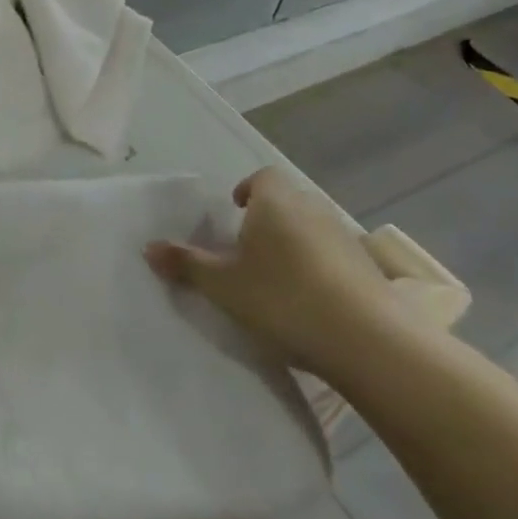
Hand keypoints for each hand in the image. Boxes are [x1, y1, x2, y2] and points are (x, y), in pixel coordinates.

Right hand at [146, 168, 403, 377]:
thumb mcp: (223, 285)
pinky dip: (319, 268)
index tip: (235, 213)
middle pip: (287, 201)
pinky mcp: (369, 269)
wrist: (370, 341)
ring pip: (312, 228)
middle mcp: (312, 209)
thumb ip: (186, 264)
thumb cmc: (283, 299)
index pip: (262, 177)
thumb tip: (148, 247)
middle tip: (247, 250)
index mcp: (275, 202)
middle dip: (268, 219)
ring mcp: (346, 238)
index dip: (247, 190)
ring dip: (295, 244)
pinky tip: (309, 301)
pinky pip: (334, 255)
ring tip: (276, 279)